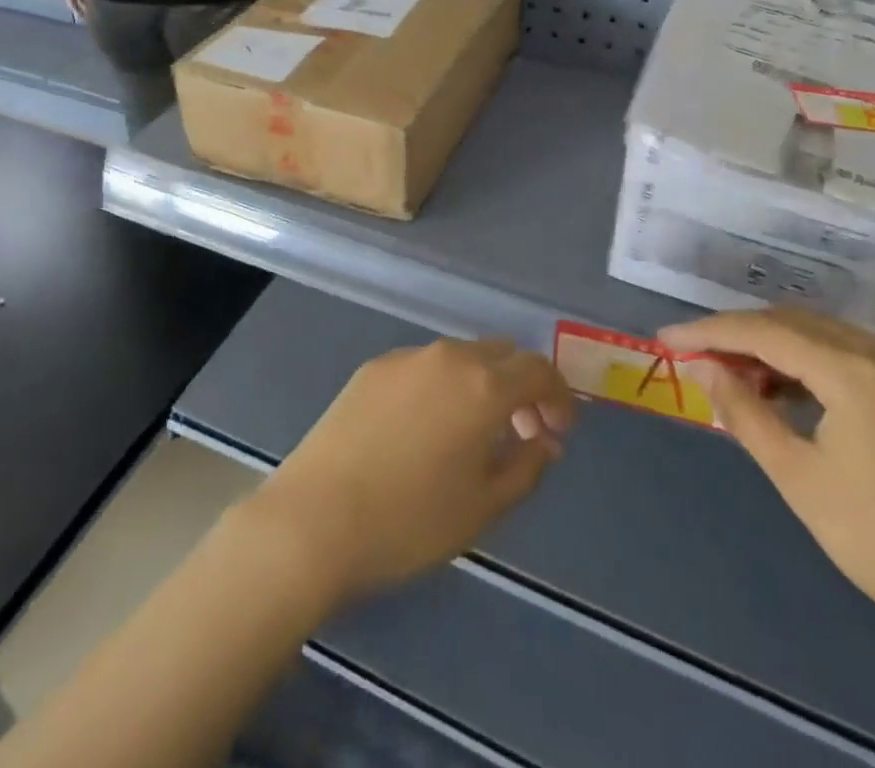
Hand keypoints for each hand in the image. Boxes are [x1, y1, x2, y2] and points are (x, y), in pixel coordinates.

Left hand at [241, 339, 574, 604]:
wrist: (315, 517)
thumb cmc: (410, 520)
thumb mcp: (484, 506)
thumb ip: (526, 466)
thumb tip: (544, 441)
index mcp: (482, 385)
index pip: (538, 370)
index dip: (558, 396)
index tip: (559, 431)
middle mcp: (447, 357)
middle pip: (500, 354)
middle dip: (521, 386)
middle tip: (520, 433)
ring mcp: (405, 358)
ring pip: (461, 356)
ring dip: (481, 384)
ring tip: (473, 433)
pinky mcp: (372, 368)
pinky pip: (424, 366)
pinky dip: (444, 386)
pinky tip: (426, 429)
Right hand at [660, 309, 874, 647]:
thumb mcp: (798, 476)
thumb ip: (744, 411)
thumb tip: (703, 369)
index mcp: (853, 371)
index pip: (762, 331)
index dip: (707, 332)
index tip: (664, 340)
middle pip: (787, 321)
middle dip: (733, 333)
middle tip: (689, 354)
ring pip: (813, 332)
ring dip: (765, 344)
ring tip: (725, 372)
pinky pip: (839, 351)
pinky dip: (799, 359)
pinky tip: (777, 386)